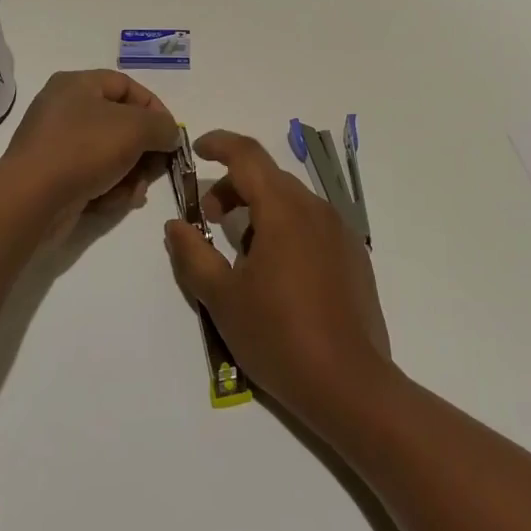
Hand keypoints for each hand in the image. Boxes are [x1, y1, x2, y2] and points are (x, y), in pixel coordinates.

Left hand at [3, 70, 180, 221]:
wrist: (32, 199)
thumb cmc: (84, 149)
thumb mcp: (135, 128)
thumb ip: (162, 126)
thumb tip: (169, 134)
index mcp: (77, 84)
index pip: (127, 86)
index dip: (154, 107)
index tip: (171, 134)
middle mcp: (64, 109)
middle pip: (120, 123)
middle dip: (144, 149)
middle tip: (158, 168)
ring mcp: (57, 144)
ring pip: (111, 154)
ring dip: (131, 174)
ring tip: (134, 192)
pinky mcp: (55, 177)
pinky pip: (93, 176)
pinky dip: (109, 189)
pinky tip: (114, 202)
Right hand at [163, 130, 391, 432]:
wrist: (350, 386)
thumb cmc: (278, 336)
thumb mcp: (222, 298)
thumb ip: (193, 255)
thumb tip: (175, 225)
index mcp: (283, 209)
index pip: (247, 154)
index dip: (219, 144)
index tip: (196, 150)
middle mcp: (315, 209)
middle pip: (268, 177)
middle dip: (234, 187)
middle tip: (209, 219)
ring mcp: (340, 232)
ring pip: (291, 201)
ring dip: (259, 210)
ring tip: (241, 253)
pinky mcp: (354, 256)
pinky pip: (312, 224)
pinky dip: (286, 228)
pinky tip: (277, 273)